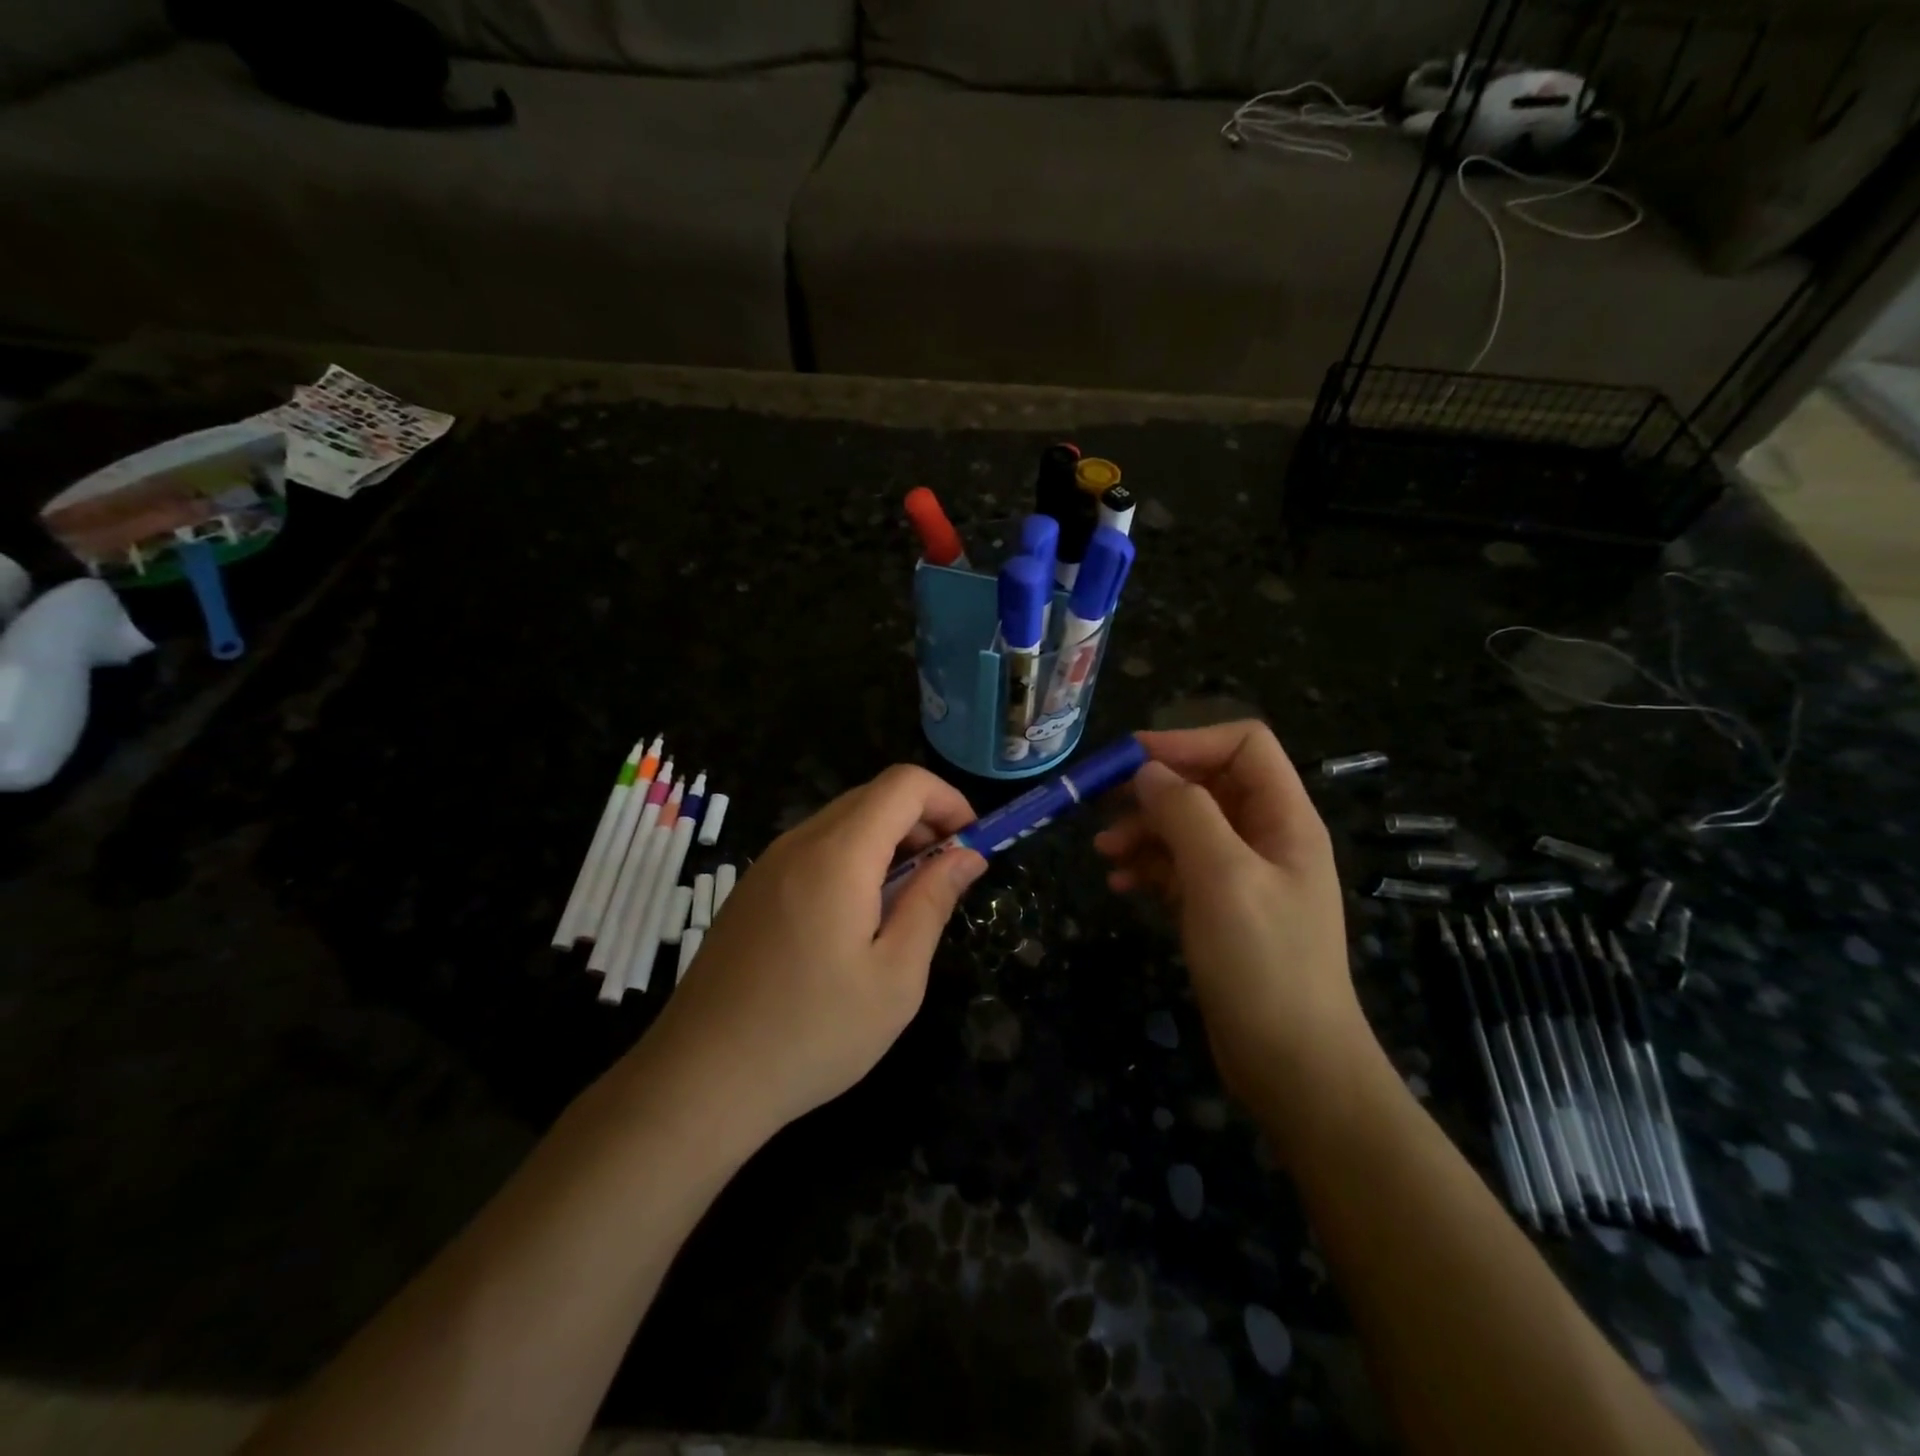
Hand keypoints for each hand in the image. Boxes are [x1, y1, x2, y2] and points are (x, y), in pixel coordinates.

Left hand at [639, 765, 985, 1141]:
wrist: (700, 1079)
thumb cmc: (813, 1032)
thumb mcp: (895, 975)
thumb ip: (933, 902)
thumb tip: (967, 856)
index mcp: (838, 855)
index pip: (904, 784)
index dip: (948, 800)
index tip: (972, 844)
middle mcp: (799, 843)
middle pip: (873, 797)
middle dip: (923, 822)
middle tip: (947, 877)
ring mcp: (768, 864)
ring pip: (843, 823)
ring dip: (888, 843)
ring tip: (907, 904)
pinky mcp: (752, 890)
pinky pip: (815, 850)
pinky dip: (854, 860)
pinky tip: (858, 920)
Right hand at [1094, 722, 1369, 1108]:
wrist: (1291, 1063)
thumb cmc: (1263, 962)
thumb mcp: (1223, 877)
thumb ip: (1186, 813)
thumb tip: (1147, 771)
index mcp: (1284, 818)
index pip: (1244, 745)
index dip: (1189, 742)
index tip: (1133, 760)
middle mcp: (1265, 837)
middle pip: (1207, 784)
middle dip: (1155, 790)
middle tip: (1103, 807)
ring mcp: (1242, 874)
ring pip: (1187, 826)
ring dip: (1144, 830)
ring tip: (1104, 853)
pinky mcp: (1220, 908)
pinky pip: (1179, 867)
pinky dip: (1149, 866)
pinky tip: (1120, 883)